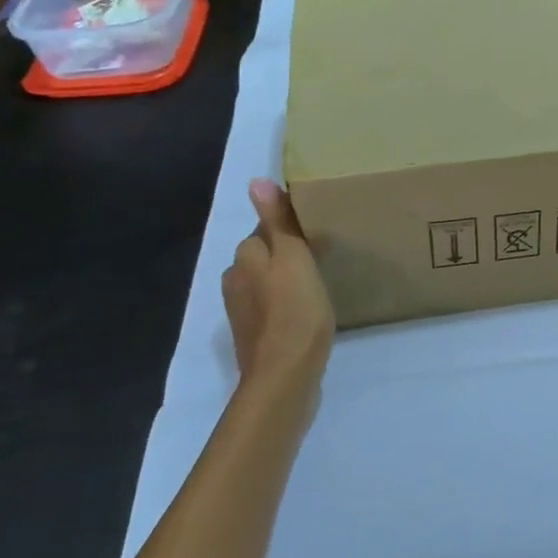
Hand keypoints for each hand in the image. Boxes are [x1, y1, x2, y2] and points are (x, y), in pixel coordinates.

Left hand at [222, 179, 335, 396]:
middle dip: (286, 256)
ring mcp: (243, 313)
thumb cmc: (295, 310)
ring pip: (266, 284)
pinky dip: (286, 307)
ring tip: (317, 286)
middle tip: (322, 259)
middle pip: (263, 258)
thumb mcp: (293, 258)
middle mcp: (235, 282)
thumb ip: (277, 222)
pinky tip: (307, 315)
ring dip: (285, 282)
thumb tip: (256, 181)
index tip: (316, 235)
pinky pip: (272, 310)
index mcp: (244, 259)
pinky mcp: (255, 338)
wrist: (285, 377)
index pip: (264, 231)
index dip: (289, 230)